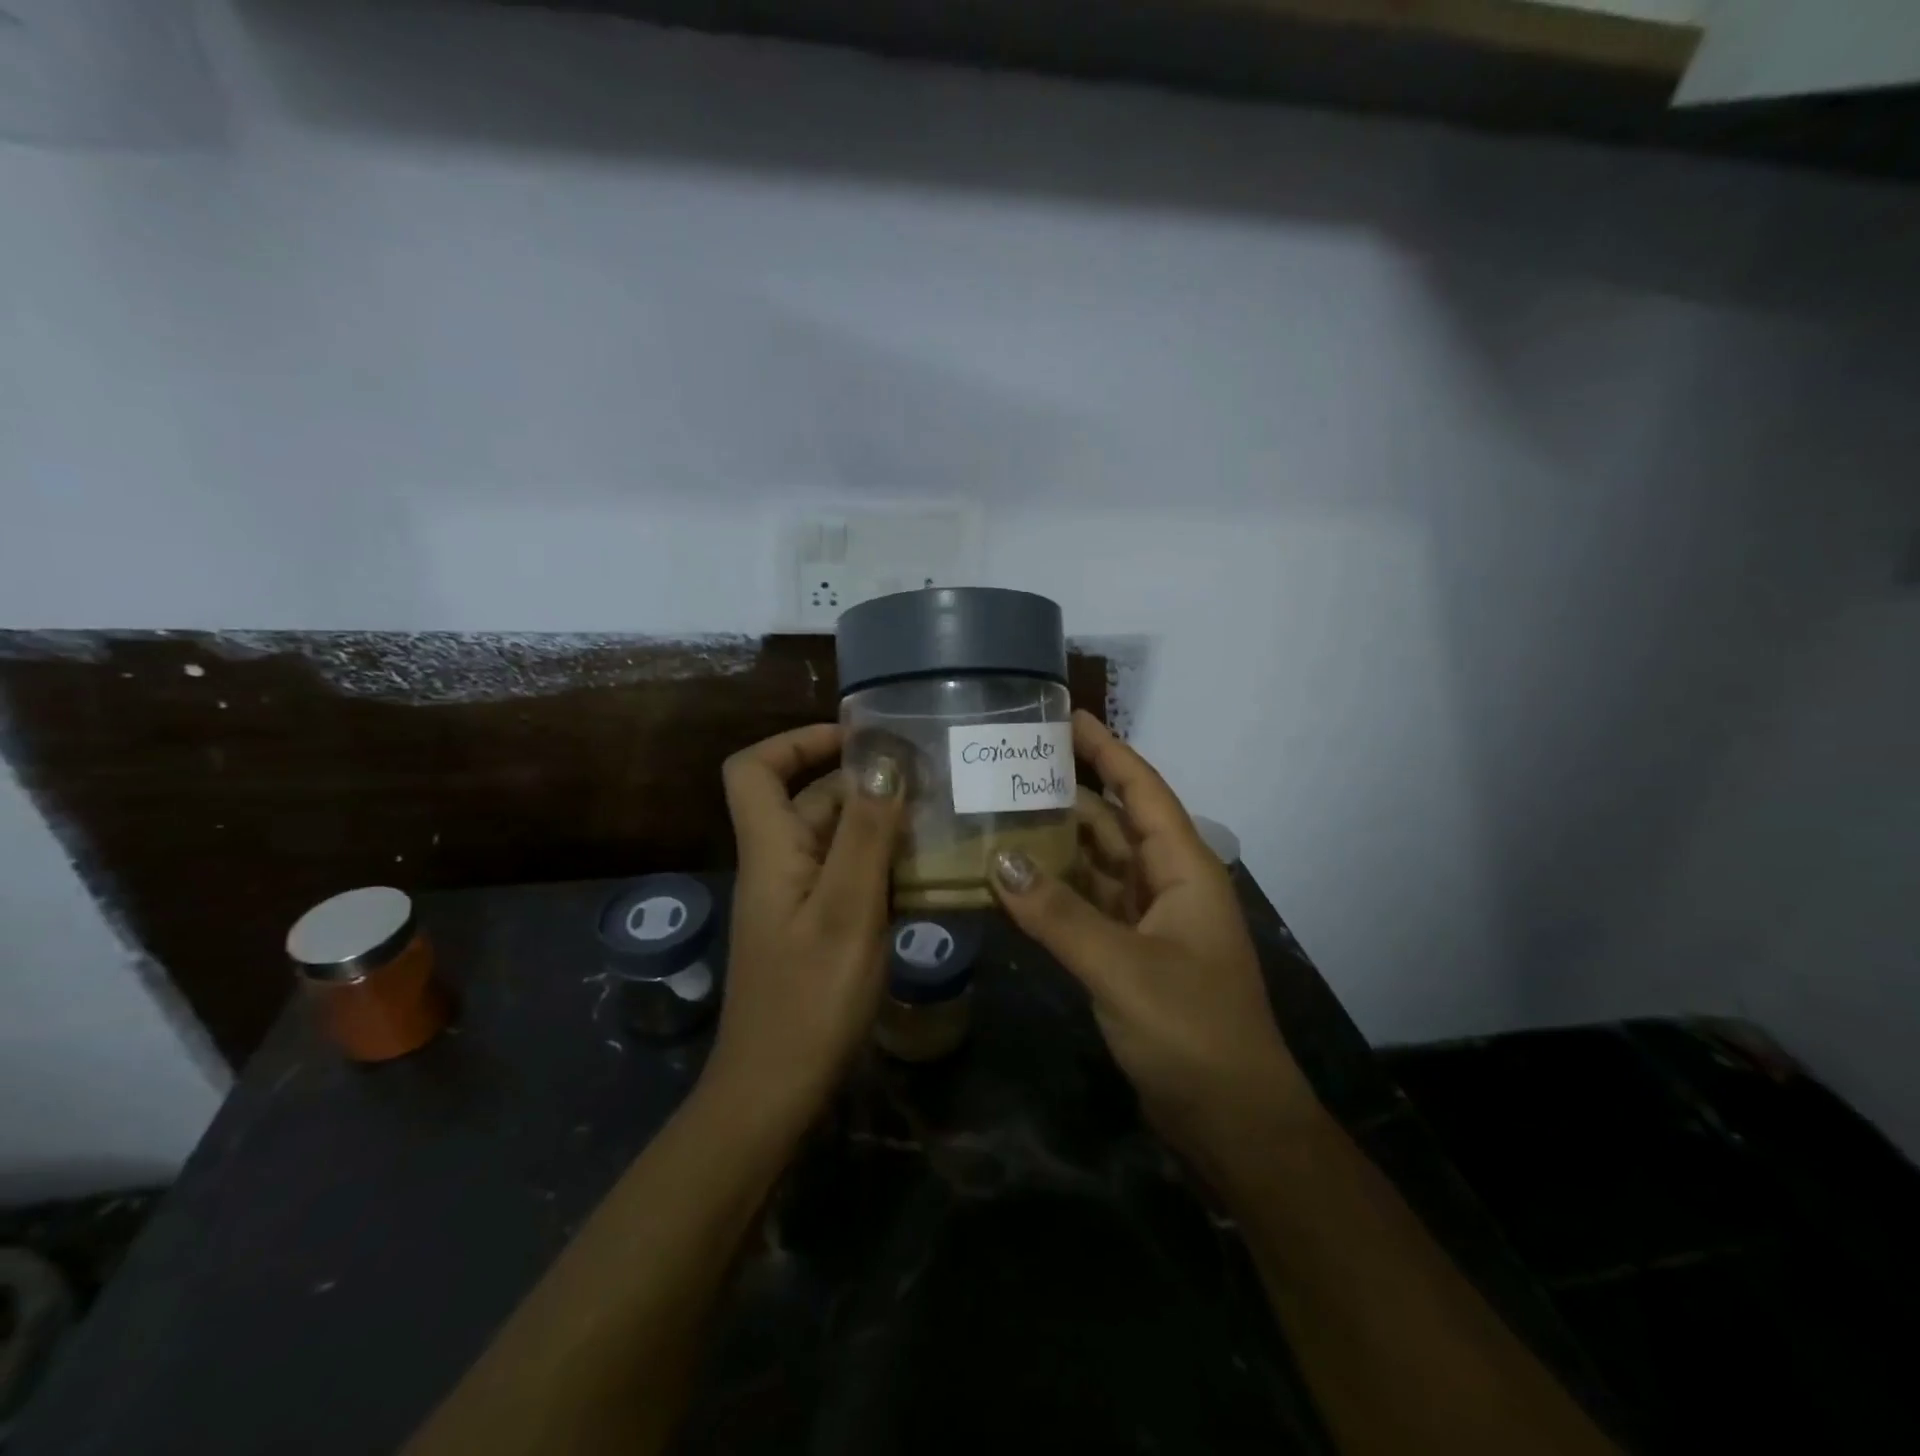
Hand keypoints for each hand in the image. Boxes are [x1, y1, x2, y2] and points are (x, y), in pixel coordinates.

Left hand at [708, 725, 903, 1126]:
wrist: (775, 1094)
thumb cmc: (809, 999)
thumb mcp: (846, 909)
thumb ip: (864, 832)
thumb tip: (880, 758)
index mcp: (771, 849)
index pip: (753, 769)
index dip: (796, 741)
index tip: (857, 739)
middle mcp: (780, 865)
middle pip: (811, 800)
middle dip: (866, 783)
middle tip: (932, 780)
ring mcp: (799, 900)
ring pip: (838, 840)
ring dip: (883, 826)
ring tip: (944, 820)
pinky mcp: (818, 929)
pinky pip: (850, 878)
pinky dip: (885, 866)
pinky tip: (932, 875)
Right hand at [991, 712, 1315, 1170]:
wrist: (1233, 1121)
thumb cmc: (1193, 1032)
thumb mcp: (1123, 968)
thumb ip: (1059, 915)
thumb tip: (998, 861)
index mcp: (1183, 869)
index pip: (1140, 790)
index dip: (1106, 749)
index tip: (1065, 716)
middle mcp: (1166, 884)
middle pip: (1112, 822)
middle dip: (1068, 792)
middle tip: (1011, 764)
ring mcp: (1147, 921)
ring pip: (1095, 865)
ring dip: (1054, 843)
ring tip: (999, 812)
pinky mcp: (1129, 955)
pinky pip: (1086, 907)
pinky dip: (1053, 893)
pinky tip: (1012, 882)